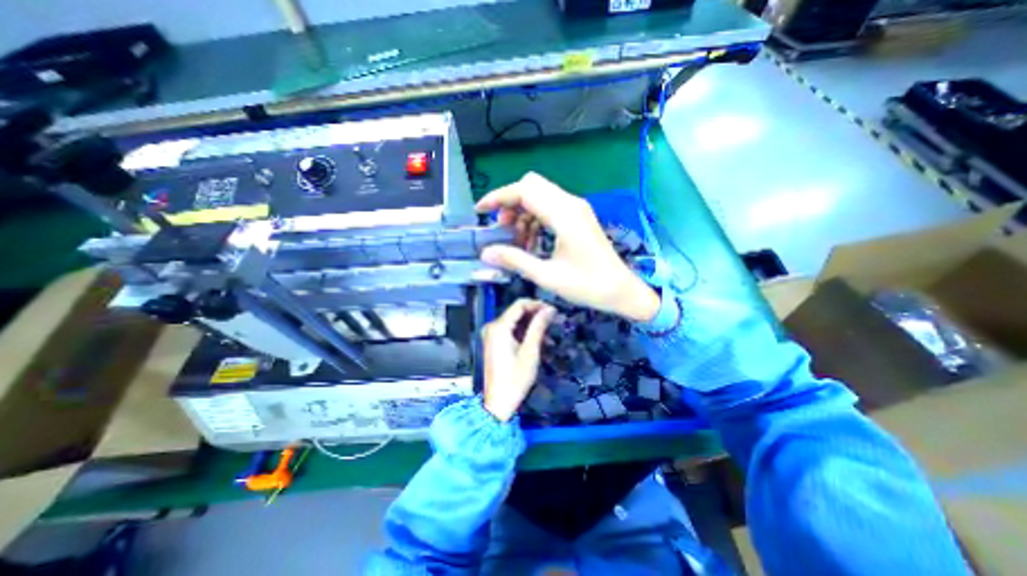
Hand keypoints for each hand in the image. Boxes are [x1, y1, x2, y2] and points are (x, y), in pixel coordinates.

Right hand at [476, 172, 662, 323]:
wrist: (621, 290)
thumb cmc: (588, 286)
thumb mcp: (547, 276)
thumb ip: (515, 260)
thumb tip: (485, 252)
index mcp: (564, 215)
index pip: (525, 190)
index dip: (499, 197)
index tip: (480, 211)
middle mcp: (571, 204)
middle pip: (531, 186)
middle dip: (510, 203)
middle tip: (501, 228)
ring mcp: (576, 209)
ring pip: (540, 196)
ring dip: (522, 212)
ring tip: (516, 240)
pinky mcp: (578, 217)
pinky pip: (550, 207)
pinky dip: (535, 219)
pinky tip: (531, 242)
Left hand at [481, 300, 554, 421]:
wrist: (499, 402)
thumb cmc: (515, 378)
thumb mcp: (530, 351)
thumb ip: (538, 326)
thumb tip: (550, 309)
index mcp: (499, 327)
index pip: (519, 305)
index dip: (537, 304)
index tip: (553, 310)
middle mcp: (492, 326)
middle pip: (517, 312)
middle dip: (536, 315)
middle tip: (554, 321)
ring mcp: (491, 334)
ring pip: (515, 321)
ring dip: (531, 325)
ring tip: (549, 335)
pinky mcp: (494, 342)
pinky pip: (510, 330)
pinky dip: (524, 333)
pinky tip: (537, 341)